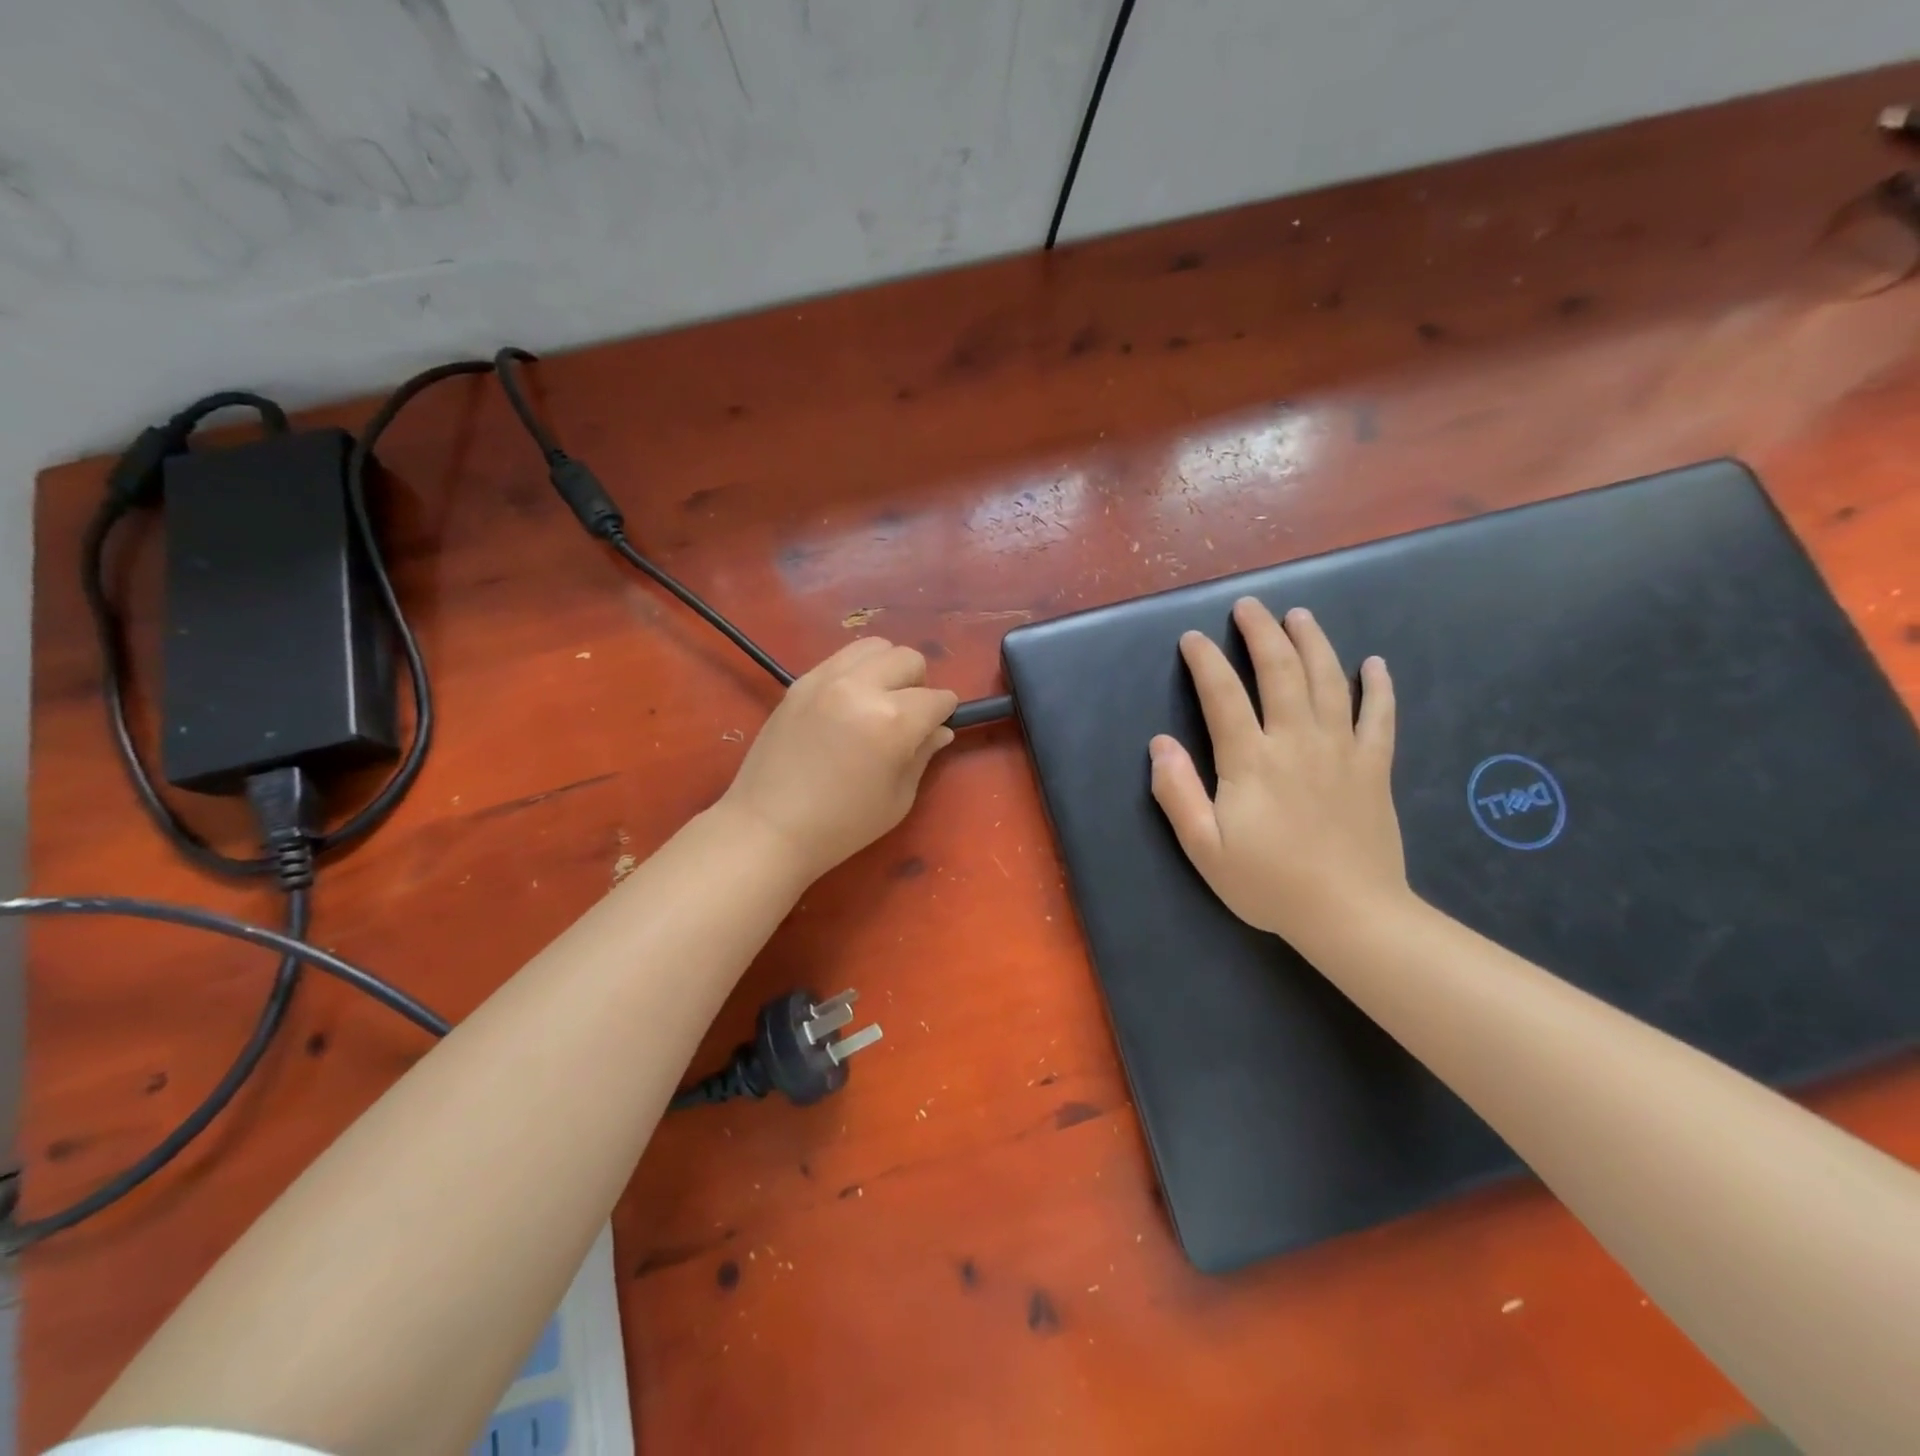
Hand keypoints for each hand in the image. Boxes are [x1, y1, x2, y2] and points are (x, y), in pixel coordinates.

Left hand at [720, 638, 957, 880]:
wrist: (768, 827)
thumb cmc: (841, 826)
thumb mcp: (897, 798)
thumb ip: (923, 755)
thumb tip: (940, 730)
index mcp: (893, 721)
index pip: (937, 698)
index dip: (944, 714)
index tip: (937, 728)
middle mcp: (861, 687)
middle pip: (908, 659)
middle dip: (919, 684)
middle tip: (907, 716)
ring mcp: (826, 679)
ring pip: (875, 647)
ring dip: (887, 669)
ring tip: (877, 701)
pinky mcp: (800, 681)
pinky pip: (841, 657)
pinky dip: (856, 671)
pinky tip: (848, 703)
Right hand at [1150, 598, 1406, 940]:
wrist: (1350, 914)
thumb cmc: (1268, 883)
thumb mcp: (1204, 848)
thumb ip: (1178, 792)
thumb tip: (1160, 743)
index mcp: (1250, 760)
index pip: (1223, 694)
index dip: (1204, 661)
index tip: (1192, 639)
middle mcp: (1296, 741)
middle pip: (1280, 671)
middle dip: (1262, 632)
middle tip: (1249, 606)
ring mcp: (1341, 749)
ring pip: (1328, 680)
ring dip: (1313, 642)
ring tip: (1300, 615)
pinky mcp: (1374, 766)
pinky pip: (1379, 715)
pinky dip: (1377, 686)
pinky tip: (1374, 663)